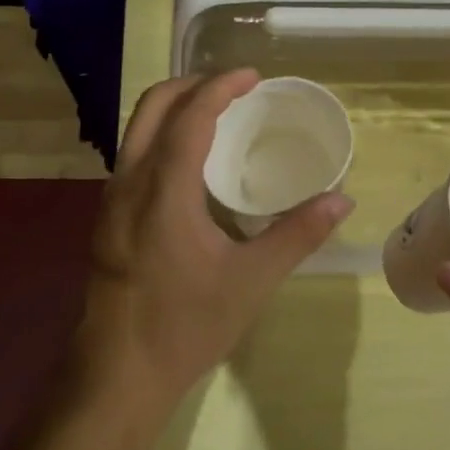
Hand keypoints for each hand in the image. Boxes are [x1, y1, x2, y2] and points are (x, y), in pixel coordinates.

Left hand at [73, 69, 353, 425]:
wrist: (118, 374)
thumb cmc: (186, 325)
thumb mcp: (252, 280)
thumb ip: (298, 234)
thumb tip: (342, 200)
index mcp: (163, 190)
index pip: (190, 116)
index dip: (221, 87)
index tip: (253, 75)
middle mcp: (128, 183)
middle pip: (152, 107)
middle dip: (191, 85)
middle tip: (234, 88)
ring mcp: (111, 201)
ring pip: (137, 130)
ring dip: (174, 108)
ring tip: (216, 114)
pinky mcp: (107, 219)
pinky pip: (134, 155)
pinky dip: (162, 135)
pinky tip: (191, 163)